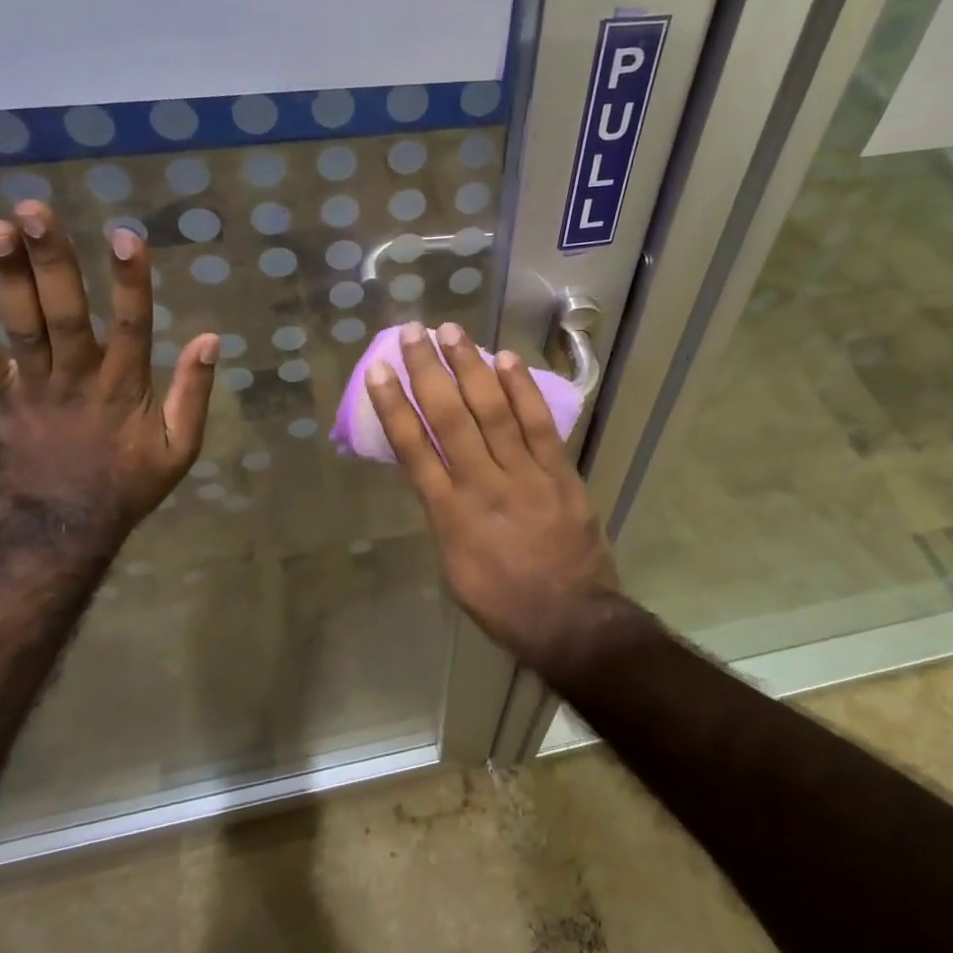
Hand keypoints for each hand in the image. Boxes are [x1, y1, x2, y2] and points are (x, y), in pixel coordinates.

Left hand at [0, 201, 218, 542]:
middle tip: (36, 212)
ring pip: (22, 326)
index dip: (131, 281)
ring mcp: (35, 387)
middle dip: (53, 262)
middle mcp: (78, 378)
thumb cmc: (130, 483)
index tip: (125, 235)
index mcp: (126, 388)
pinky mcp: (3, 398)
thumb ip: (195, 393)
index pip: (134, 325)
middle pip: (65, 314)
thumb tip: (210, 338)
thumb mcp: (181, 448)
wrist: (66, 528)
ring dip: (8, 277)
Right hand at [365, 320, 620, 666]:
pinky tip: (505, 358)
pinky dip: (521, 390)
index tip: (379, 371)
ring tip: (452, 331)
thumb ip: (445, 519)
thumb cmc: (504, 604)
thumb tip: (440, 481)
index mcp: (450, 515)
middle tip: (413, 333)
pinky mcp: (560, 473)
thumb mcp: (455, 569)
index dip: (393, 407)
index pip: (413, 450)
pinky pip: (539, 424)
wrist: (572, 621)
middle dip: (428, 372)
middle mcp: (482, 485)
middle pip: (449, 418)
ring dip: (470, 367)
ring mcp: (525, 475)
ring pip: (492, 411)